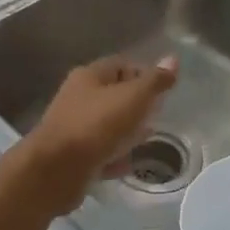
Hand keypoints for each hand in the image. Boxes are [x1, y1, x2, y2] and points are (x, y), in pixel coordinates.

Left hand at [21, 55, 178, 213]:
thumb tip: (173, 59)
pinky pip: (99, 152)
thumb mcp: (133, 98)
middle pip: (113, 95)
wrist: (56, 170)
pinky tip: (128, 164)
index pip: (121, 65)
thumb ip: (154, 81)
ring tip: (147, 138)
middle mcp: (77, 98)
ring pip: (106, 125)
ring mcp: (73, 128)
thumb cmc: (97, 125)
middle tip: (158, 114)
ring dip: (126, 131)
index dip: (144, 74)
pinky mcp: (72, 156)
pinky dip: (114, 155)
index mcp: (89, 76)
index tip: (164, 90)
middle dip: (136, 104)